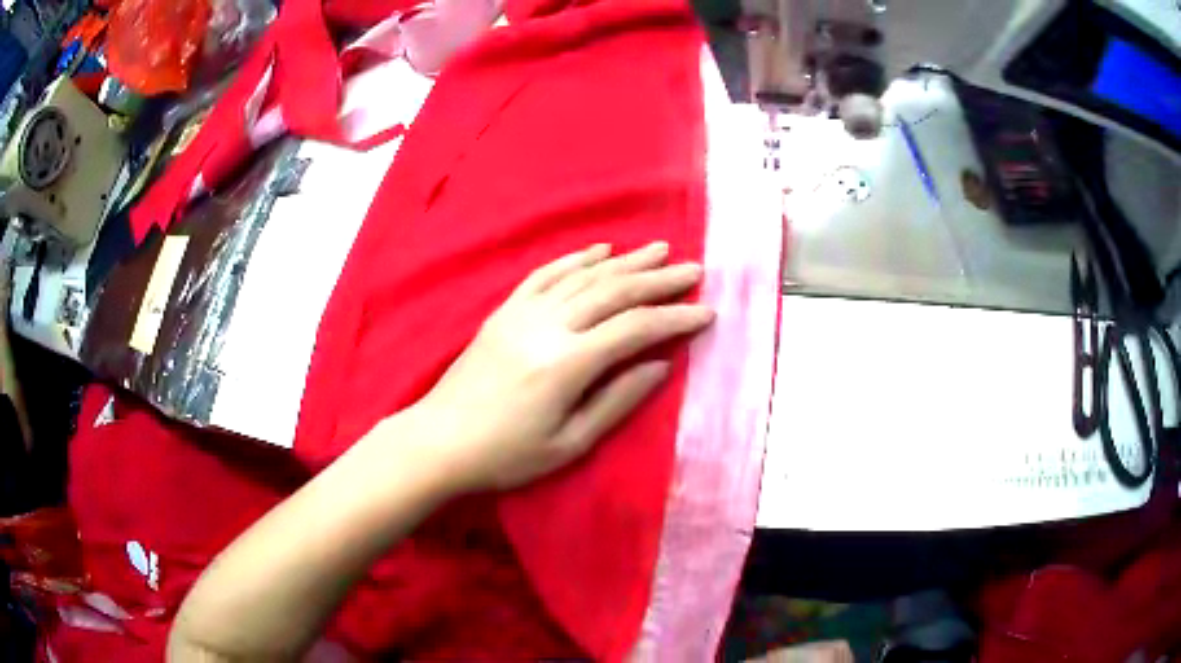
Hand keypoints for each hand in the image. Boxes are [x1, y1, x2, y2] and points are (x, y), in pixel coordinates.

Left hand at [417, 242, 713, 492]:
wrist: (440, 440)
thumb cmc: (506, 454)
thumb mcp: (569, 443)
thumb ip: (618, 400)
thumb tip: (661, 365)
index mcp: (567, 363)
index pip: (635, 328)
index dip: (675, 318)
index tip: (707, 312)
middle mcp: (548, 325)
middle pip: (614, 291)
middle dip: (659, 279)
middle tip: (694, 269)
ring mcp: (522, 312)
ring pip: (583, 275)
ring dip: (625, 261)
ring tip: (658, 249)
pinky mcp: (504, 311)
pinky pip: (545, 274)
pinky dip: (576, 259)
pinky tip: (599, 250)